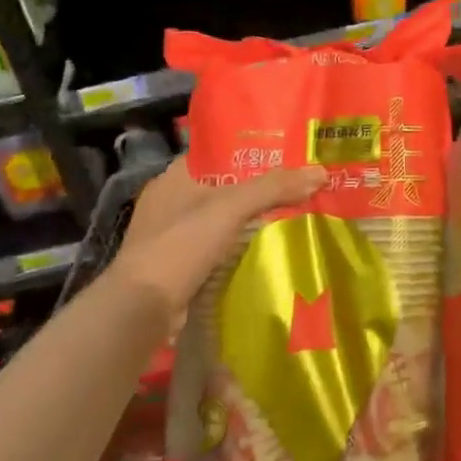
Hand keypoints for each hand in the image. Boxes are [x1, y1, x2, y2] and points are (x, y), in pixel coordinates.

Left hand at [110, 161, 327, 324]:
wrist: (140, 310)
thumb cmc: (181, 245)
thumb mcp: (230, 208)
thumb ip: (274, 188)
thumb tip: (320, 172)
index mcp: (175, 177)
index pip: (217, 153)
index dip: (249, 150)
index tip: (284, 152)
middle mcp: (169, 201)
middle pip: (222, 186)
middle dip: (255, 188)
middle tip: (295, 184)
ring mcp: (169, 236)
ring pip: (219, 219)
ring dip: (247, 220)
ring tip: (289, 214)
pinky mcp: (175, 267)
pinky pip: (215, 248)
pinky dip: (236, 247)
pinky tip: (264, 249)